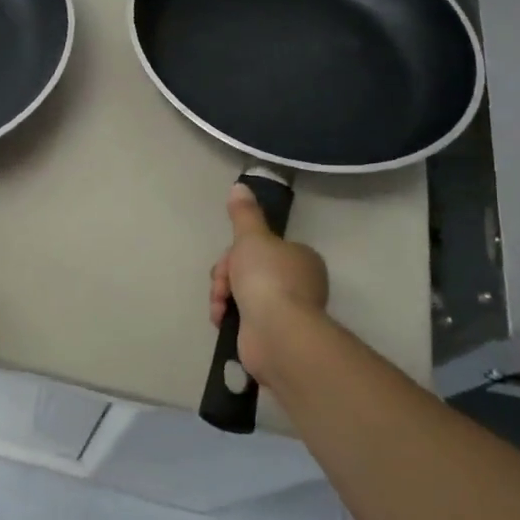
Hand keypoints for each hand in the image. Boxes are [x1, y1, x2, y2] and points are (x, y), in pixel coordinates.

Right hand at [209, 183, 330, 387]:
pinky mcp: (272, 334)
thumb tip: (240, 185)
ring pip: (242, 294)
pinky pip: (243, 318)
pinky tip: (222, 321)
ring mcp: (286, 311)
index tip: (228, 259)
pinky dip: (229, 318)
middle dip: (226, 277)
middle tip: (222, 286)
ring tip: (220, 308)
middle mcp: (298, 283)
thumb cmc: (267, 278)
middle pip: (247, 270)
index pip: (260, 248)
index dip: (236, 252)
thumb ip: (243, 213)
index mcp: (299, 258)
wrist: (276, 333)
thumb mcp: (251, 237)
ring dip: (223, 297)